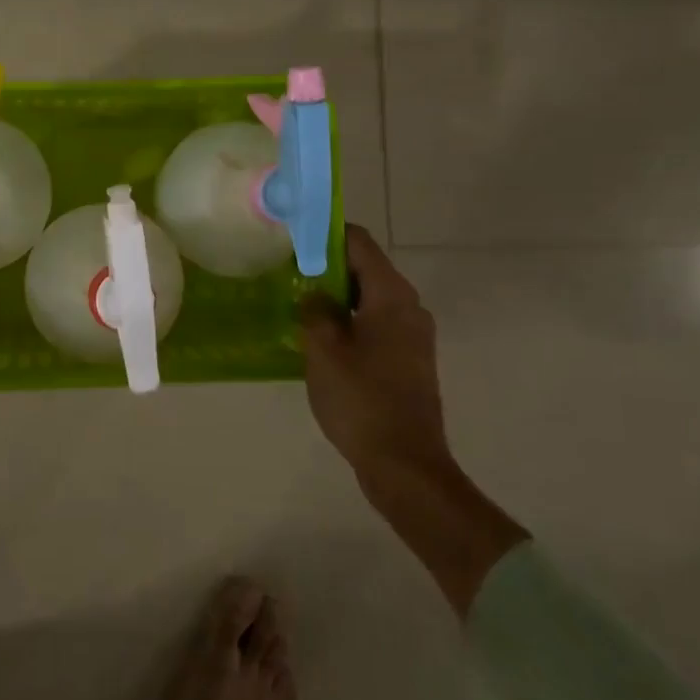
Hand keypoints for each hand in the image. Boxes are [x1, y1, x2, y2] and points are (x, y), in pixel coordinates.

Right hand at [299, 224, 450, 481]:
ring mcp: (412, 335)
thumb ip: (315, 311)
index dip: (325, 233)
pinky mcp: (408, 359)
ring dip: (336, 295)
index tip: (292, 238)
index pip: (358, 242)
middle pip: (365, 268)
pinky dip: (349, 320)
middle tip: (287, 271)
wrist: (405, 466)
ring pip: (369, 298)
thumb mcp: (323, 350)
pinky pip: (375, 323)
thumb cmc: (362, 400)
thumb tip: (313, 295)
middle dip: (326, 265)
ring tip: (297, 302)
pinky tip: (320, 337)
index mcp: (391, 296)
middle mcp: (409, 307)